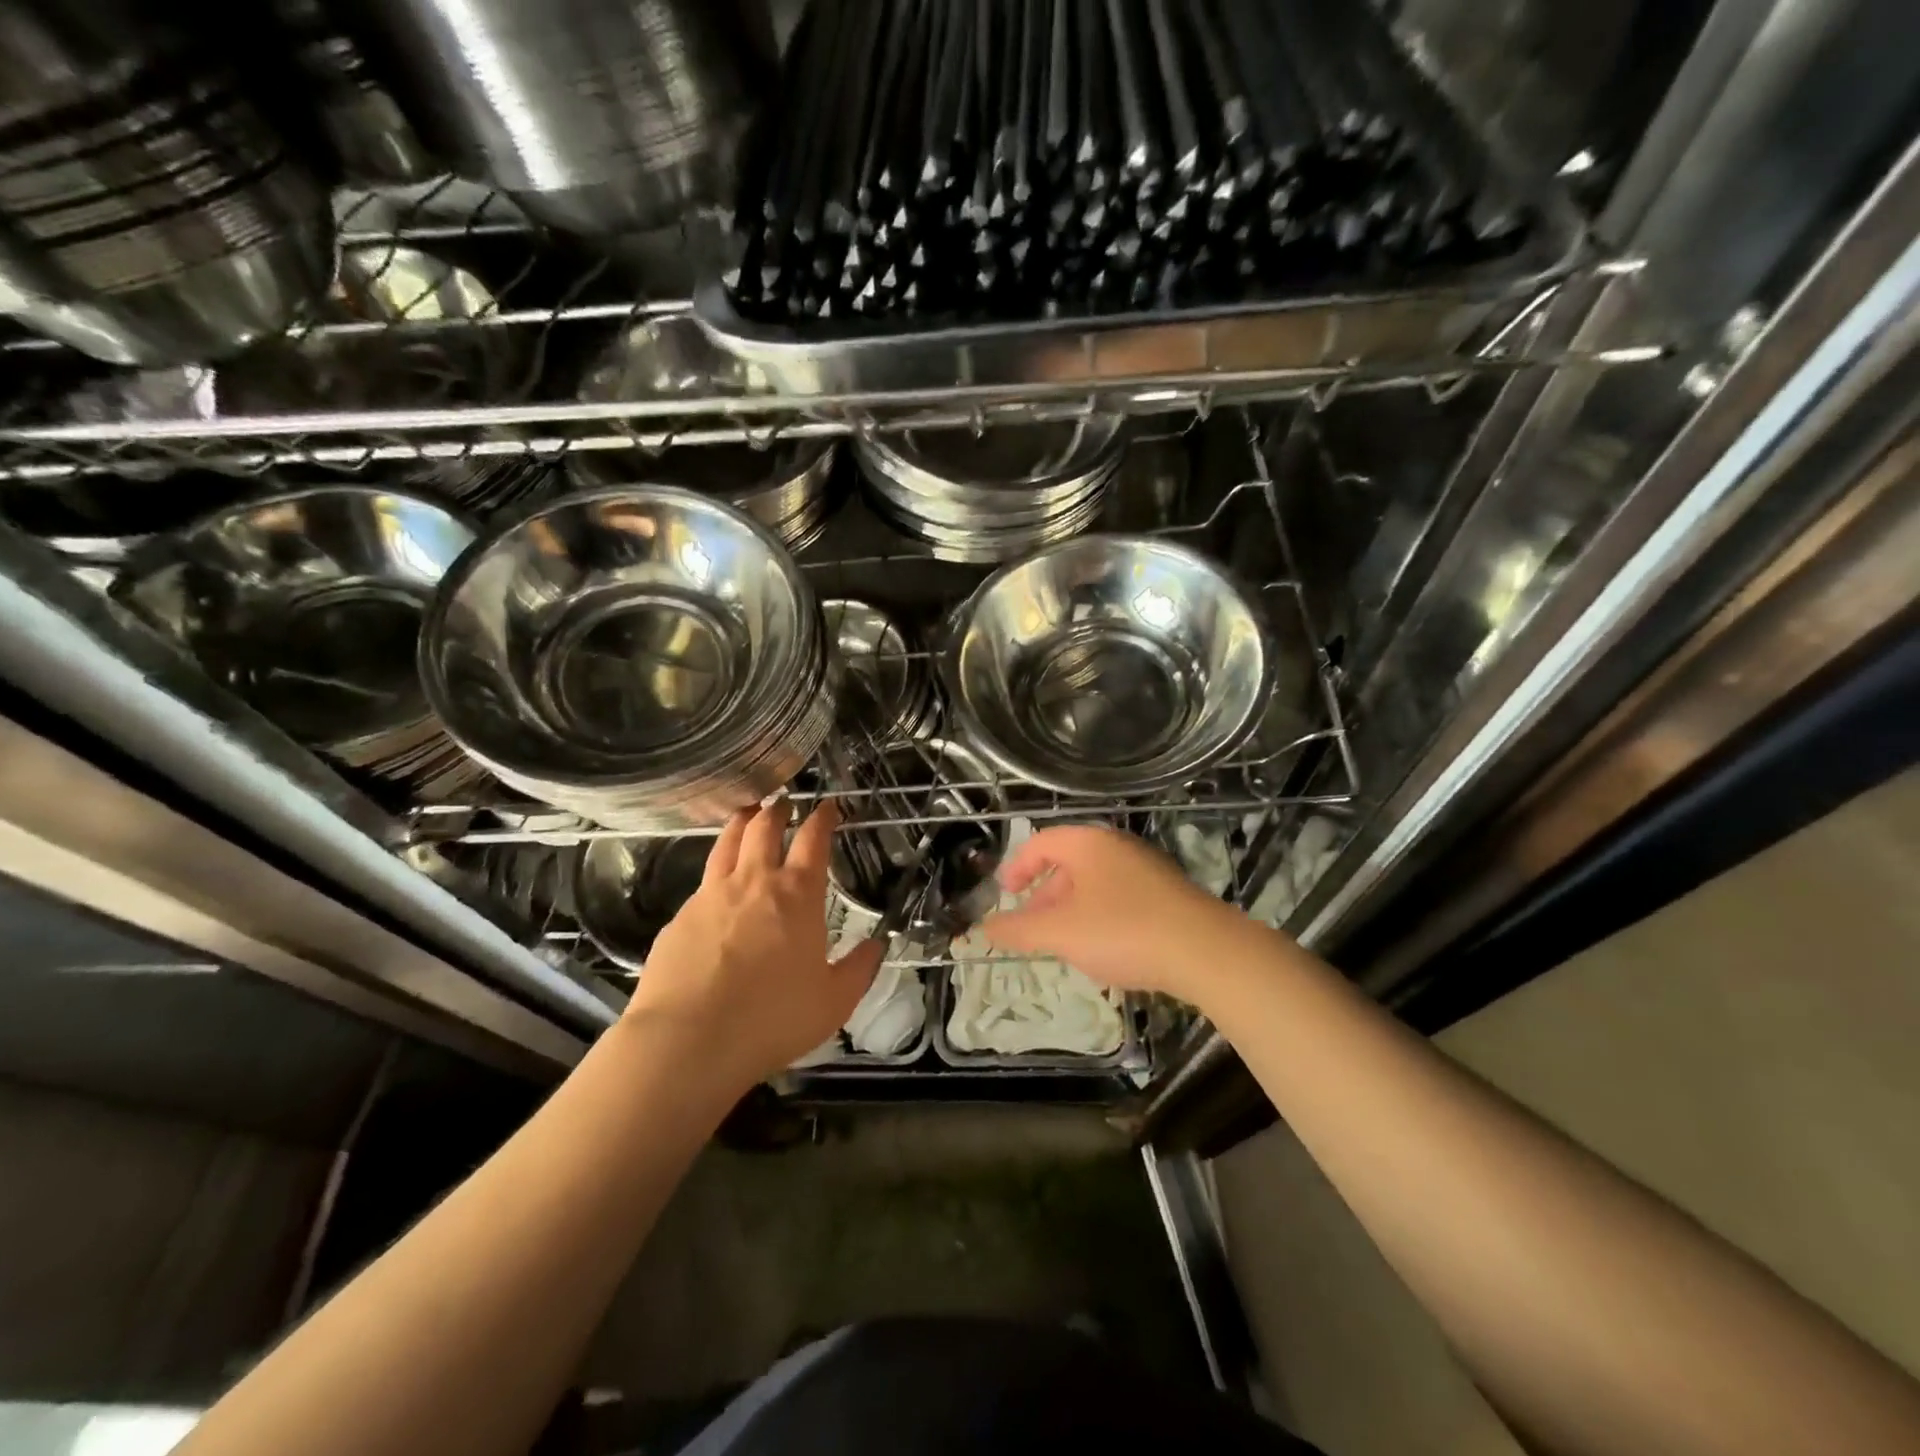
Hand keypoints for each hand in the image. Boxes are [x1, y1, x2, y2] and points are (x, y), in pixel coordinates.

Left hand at [626, 799, 882, 1090]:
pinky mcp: (679, 917)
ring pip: (727, 842)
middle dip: (777, 809)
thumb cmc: (773, 1018)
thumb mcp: (834, 1001)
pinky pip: (702, 882)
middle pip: (764, 826)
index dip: (823, 817)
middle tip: (783, 802)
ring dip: (741, 823)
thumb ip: (860, 969)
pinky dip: (716, 869)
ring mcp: (711, 895)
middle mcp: (753, 882)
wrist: (689, 1040)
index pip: (813, 839)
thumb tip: (878, 945)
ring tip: (747, 815)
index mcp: (797, 894)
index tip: (828, 806)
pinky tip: (716, 885)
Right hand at [981, 824, 1256, 1007]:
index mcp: (1088, 844)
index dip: (1016, 868)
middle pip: (1067, 864)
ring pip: (1094, 884)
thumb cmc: (1124, 931)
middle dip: (1043, 897)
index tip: (1004, 896)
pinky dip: (1099, 918)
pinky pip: (1119, 898)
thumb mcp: (1062, 933)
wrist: (1206, 952)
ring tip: (1064, 946)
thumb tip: (983, 928)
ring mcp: (1146, 869)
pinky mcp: (1167, 894)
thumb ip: (1018, 930)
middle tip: (1031, 930)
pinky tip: (1104, 951)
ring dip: (1070, 911)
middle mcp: (1117, 847)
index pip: (1040, 843)